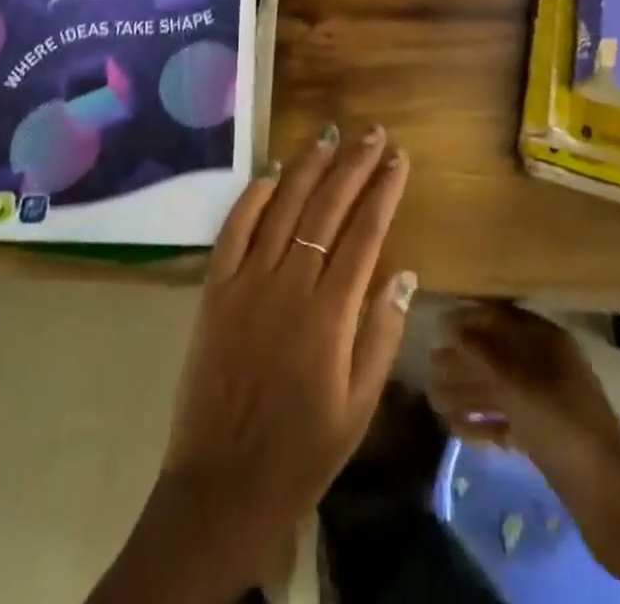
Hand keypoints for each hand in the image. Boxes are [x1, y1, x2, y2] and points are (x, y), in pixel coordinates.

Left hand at [156, 123, 414, 578]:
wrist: (223, 485)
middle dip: (354, 165)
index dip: (384, 191)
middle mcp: (289, 284)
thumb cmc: (302, 451)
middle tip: (374, 134)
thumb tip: (404, 272)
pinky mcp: (215, 288)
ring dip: (308, 167)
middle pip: (327, 209)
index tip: (399, 159)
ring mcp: (247, 281)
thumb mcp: (358, 407)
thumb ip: (381, 334)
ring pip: (283, 208)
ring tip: (330, 135)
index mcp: (330, 314)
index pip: (365, 233)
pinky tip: (272, 173)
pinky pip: (234, 229)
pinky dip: (253, 197)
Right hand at [428, 303, 619, 480]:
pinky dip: (483, 422)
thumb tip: (448, 324)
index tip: (438, 323)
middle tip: (429, 363)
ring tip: (433, 398)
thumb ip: (480, 351)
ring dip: (467, 392)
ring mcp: (548, 402)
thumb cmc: (559, 423)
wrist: (607, 497)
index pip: (501, 318)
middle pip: (497, 355)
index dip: (470, 318)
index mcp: (547, 341)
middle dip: (463, 360)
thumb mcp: (516, 382)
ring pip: (500, 389)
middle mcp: (547, 365)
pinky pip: (508, 420)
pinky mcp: (545, 436)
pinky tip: (455, 427)